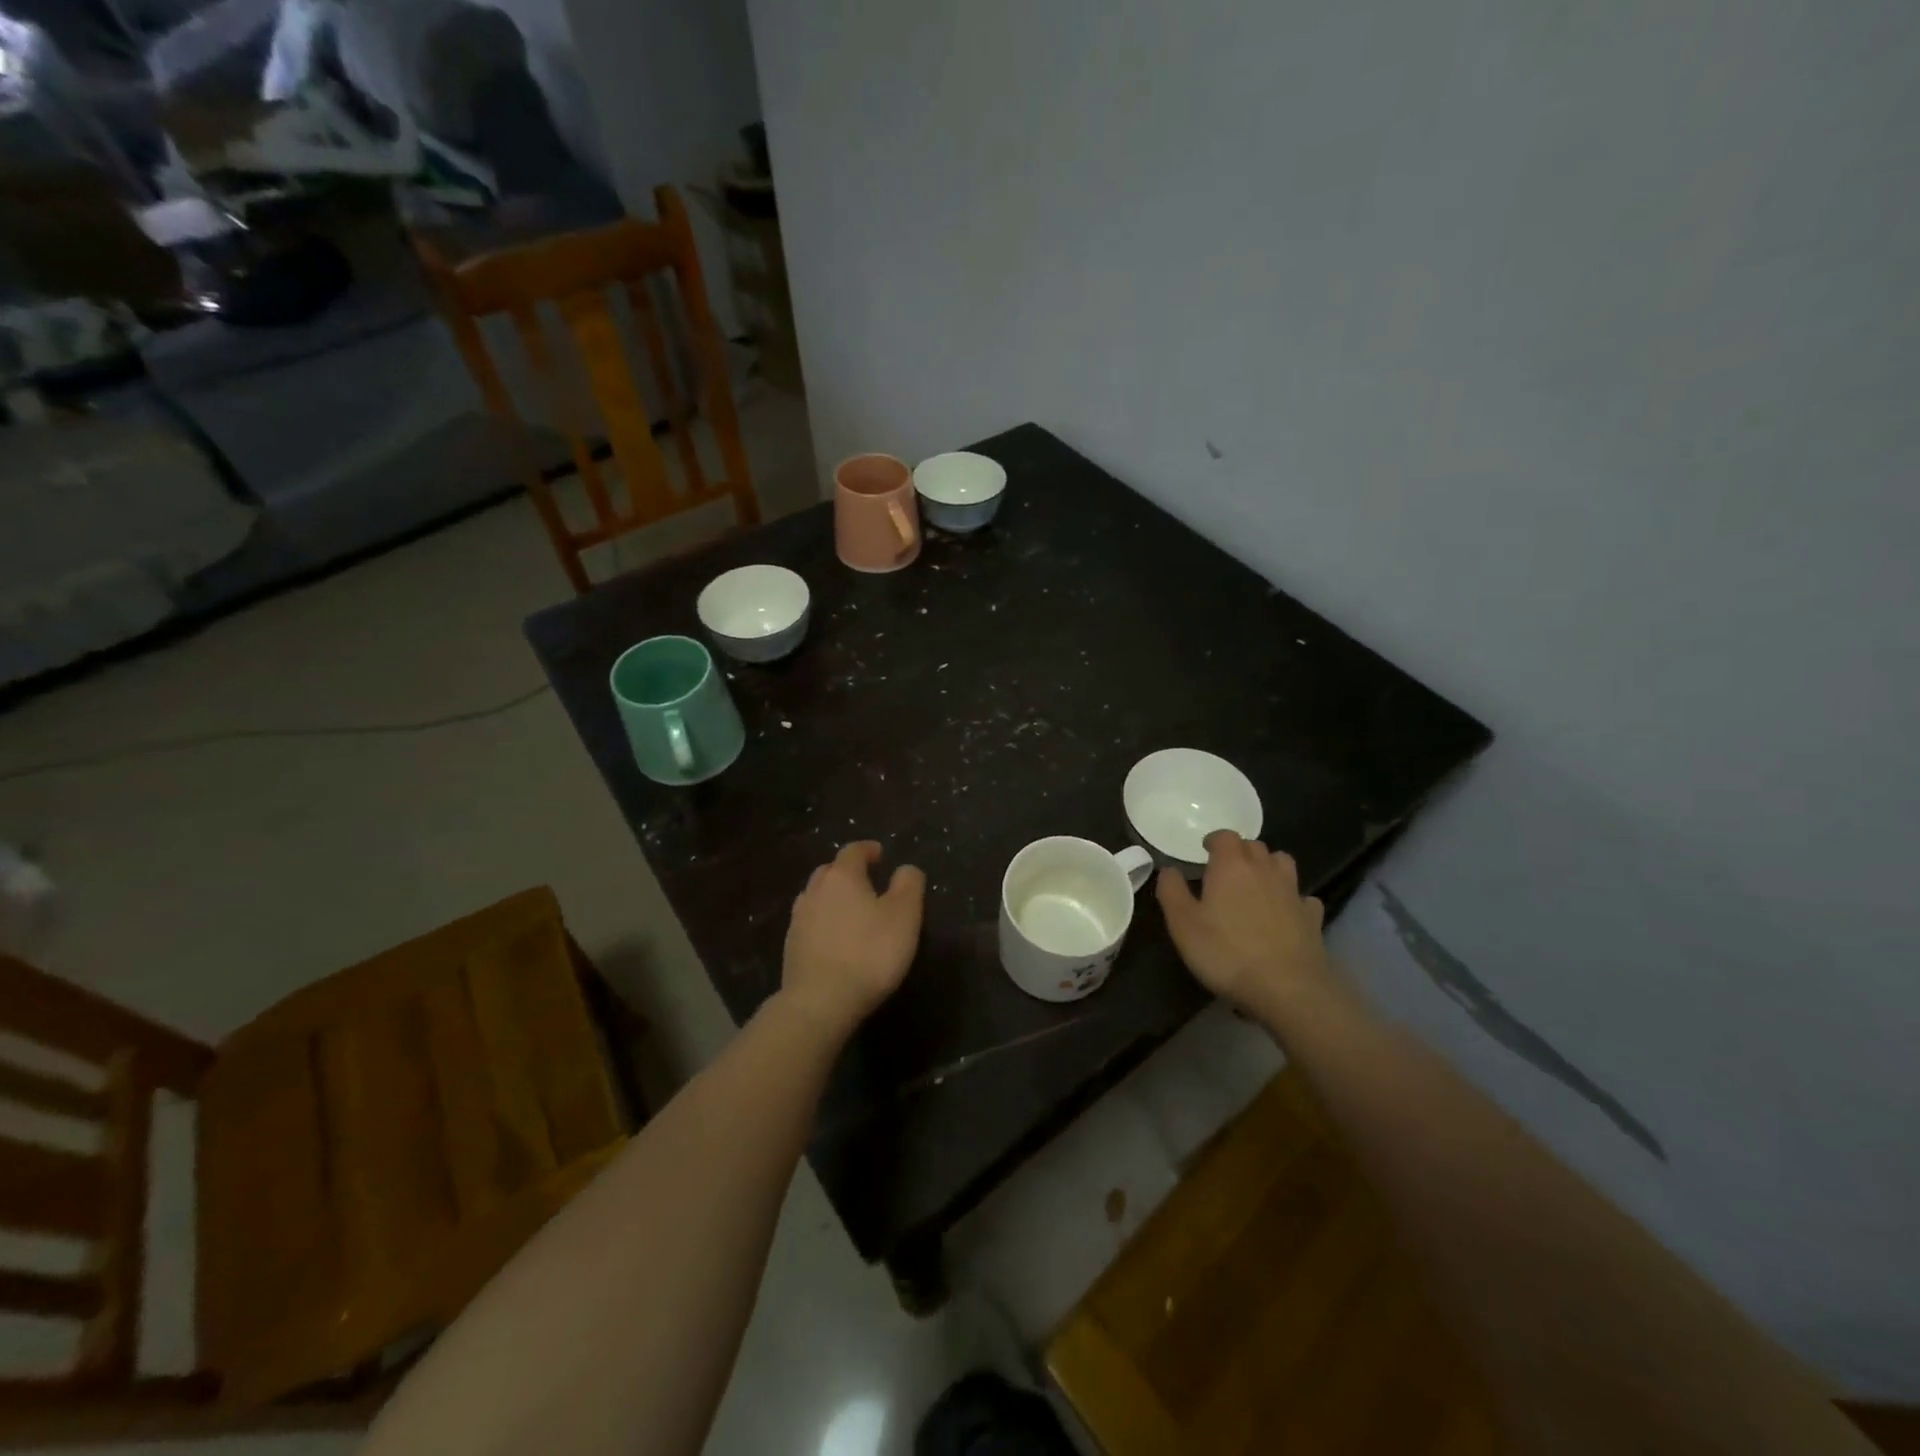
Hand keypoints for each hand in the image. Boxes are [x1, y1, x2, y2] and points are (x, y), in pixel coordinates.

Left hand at [780, 841, 925, 1038]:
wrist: (820, 1001)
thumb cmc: (869, 952)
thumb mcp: (904, 916)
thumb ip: (908, 885)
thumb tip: (905, 868)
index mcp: (842, 876)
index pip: (853, 851)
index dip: (868, 849)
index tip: (880, 853)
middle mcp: (815, 890)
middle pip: (830, 871)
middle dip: (847, 871)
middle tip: (866, 881)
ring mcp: (798, 919)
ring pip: (816, 896)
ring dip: (832, 897)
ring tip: (850, 909)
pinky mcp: (791, 947)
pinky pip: (809, 922)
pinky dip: (823, 922)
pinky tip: (834, 938)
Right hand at [1157, 831, 1330, 1023]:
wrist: (1288, 988)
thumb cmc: (1226, 952)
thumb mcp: (1182, 924)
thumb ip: (1172, 891)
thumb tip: (1169, 870)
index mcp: (1231, 866)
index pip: (1225, 836)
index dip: (1214, 840)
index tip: (1204, 852)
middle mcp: (1264, 870)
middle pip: (1254, 846)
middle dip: (1239, 852)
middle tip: (1225, 870)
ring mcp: (1293, 892)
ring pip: (1282, 863)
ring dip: (1268, 866)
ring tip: (1256, 884)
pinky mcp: (1312, 917)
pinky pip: (1303, 897)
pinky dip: (1293, 899)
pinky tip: (1286, 913)